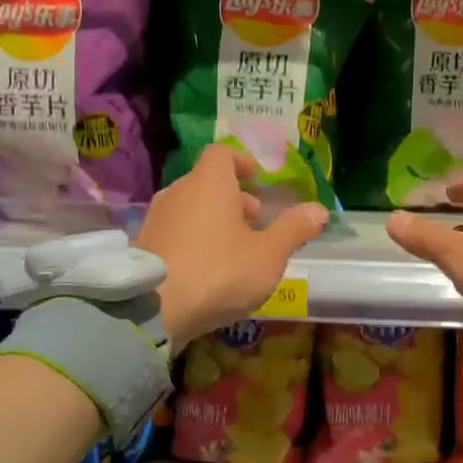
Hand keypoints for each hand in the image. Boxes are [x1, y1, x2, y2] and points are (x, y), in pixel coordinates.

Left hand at [135, 144, 327, 351]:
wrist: (152, 309)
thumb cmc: (219, 272)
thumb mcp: (268, 255)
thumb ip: (293, 230)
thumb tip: (319, 210)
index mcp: (209, 183)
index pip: (222, 154)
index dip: (241, 163)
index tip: (256, 180)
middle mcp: (178, 192)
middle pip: (206, 182)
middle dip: (233, 198)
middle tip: (254, 223)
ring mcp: (156, 218)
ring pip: (190, 208)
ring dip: (212, 220)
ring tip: (233, 249)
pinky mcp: (142, 245)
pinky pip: (174, 231)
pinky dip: (192, 240)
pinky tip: (205, 269)